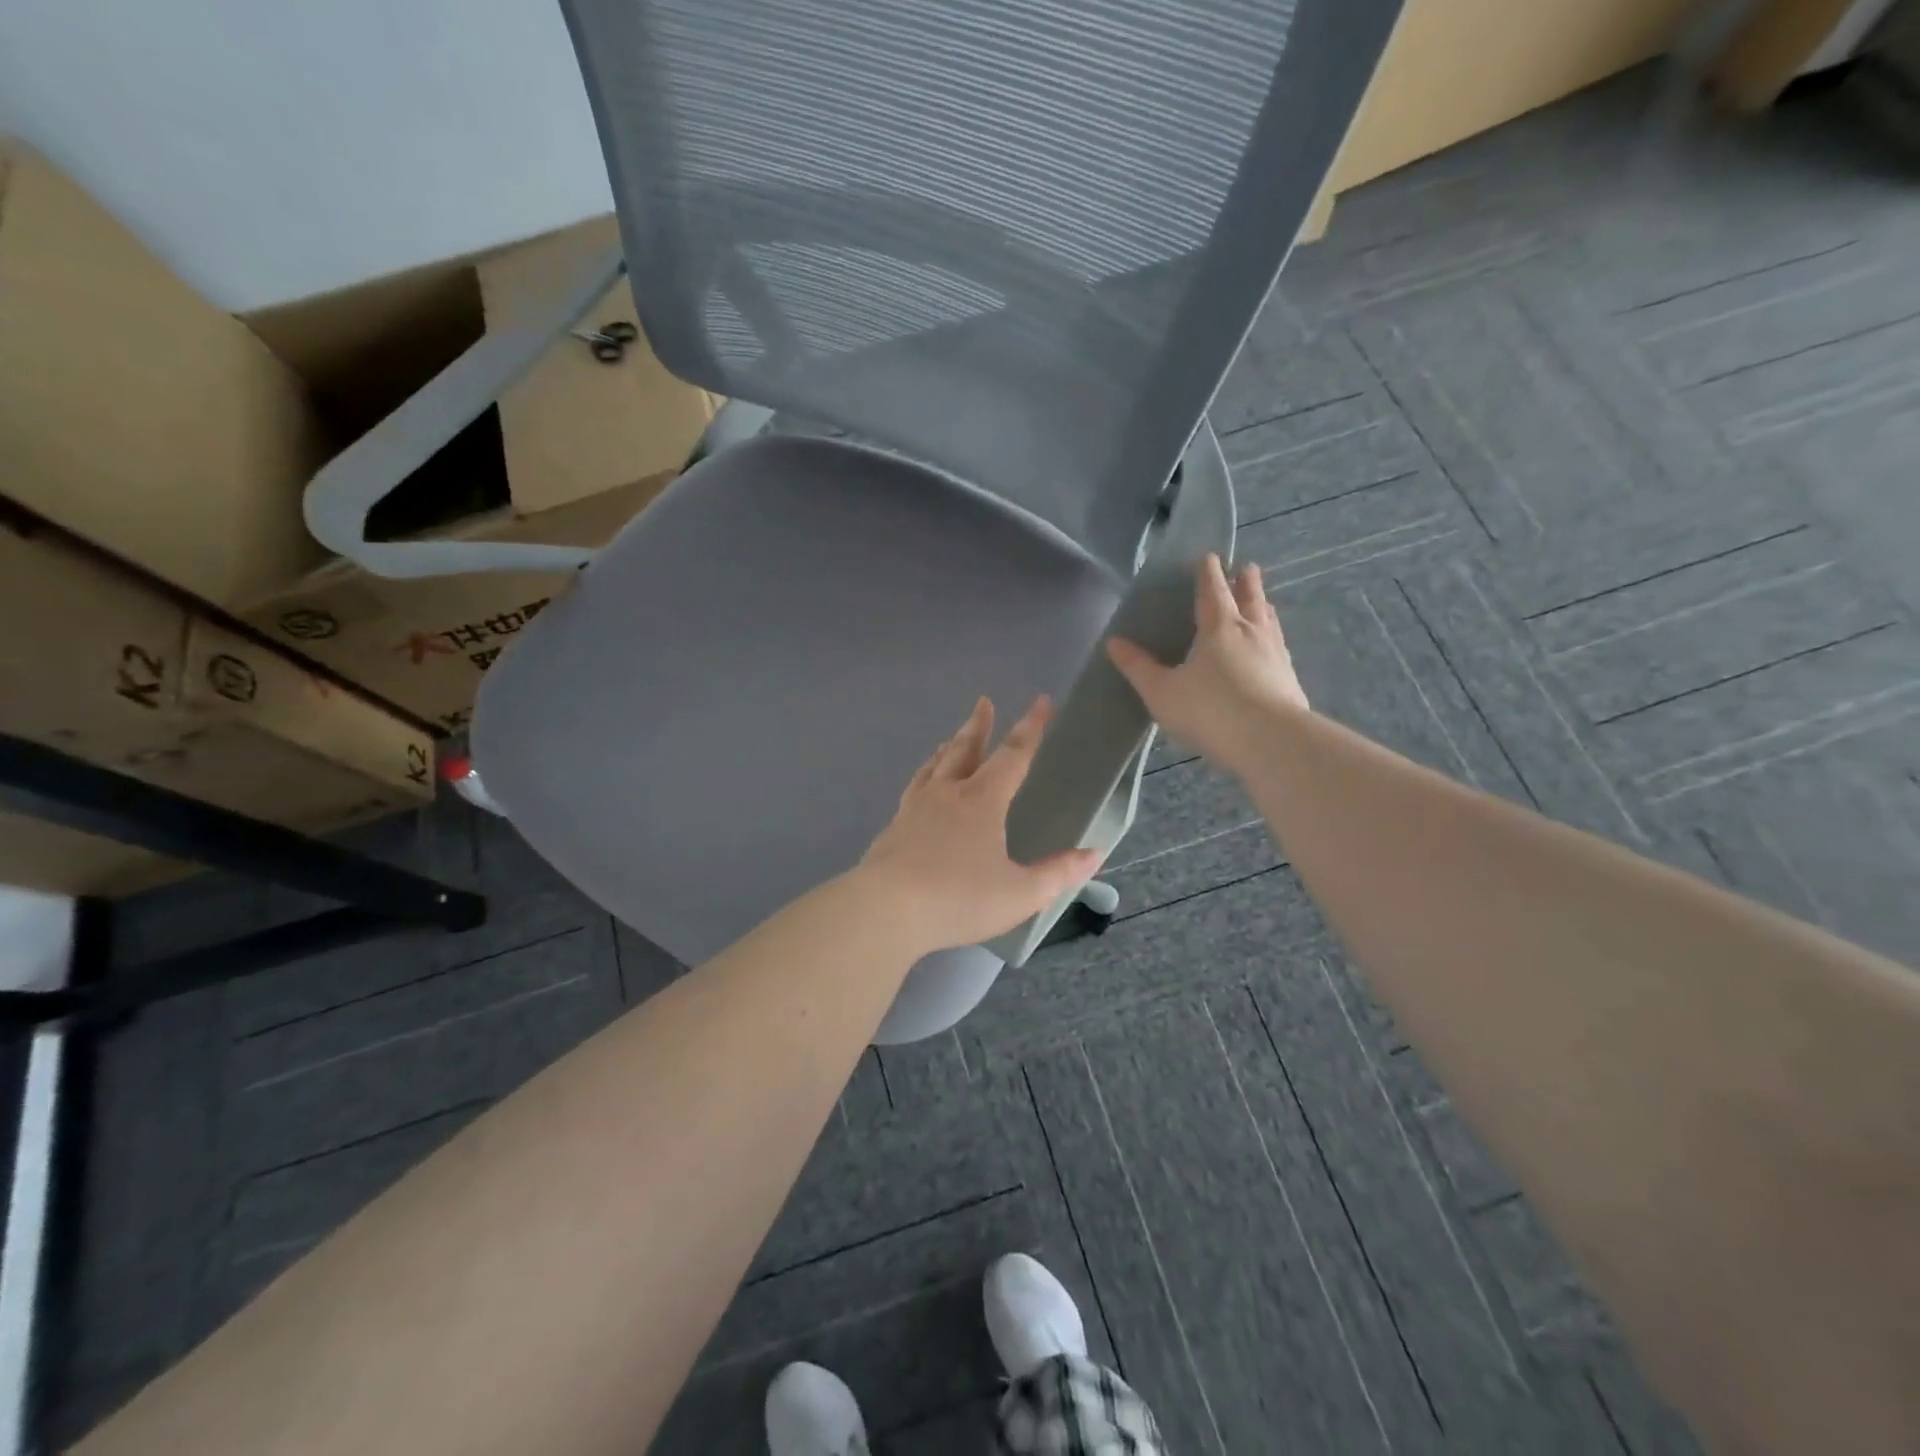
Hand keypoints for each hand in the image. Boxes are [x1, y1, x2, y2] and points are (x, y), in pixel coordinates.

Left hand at [856, 697, 1101, 955]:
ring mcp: (915, 808)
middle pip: (965, 749)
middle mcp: (947, 794)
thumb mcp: (1020, 893)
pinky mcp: (893, 828)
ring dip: (948, 748)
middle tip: (984, 702)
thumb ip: (1058, 873)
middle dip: (979, 725)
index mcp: (982, 801)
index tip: (1041, 702)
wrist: (886, 910)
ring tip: (950, 739)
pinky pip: (914, 789)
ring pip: (935, 766)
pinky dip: (924, 776)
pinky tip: (920, 788)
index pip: (1013, 755)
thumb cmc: (959, 898)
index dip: (1031, 728)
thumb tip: (1094, 854)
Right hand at [1107, 553, 1309, 775]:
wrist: (1270, 742)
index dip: (1208, 572)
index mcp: (1219, 627)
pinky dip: (1273, 639)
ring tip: (1263, 602)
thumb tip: (1114, 643)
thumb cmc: (1210, 710)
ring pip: (1269, 621)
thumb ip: (1139, 667)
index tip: (1209, 557)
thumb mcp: (1162, 692)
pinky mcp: (1290, 679)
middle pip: (1250, 598)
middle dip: (1245, 582)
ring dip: (1263, 607)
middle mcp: (1251, 632)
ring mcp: (1275, 654)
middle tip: (1247, 568)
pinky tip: (1273, 649)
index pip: (1213, 590)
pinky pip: (1279, 647)